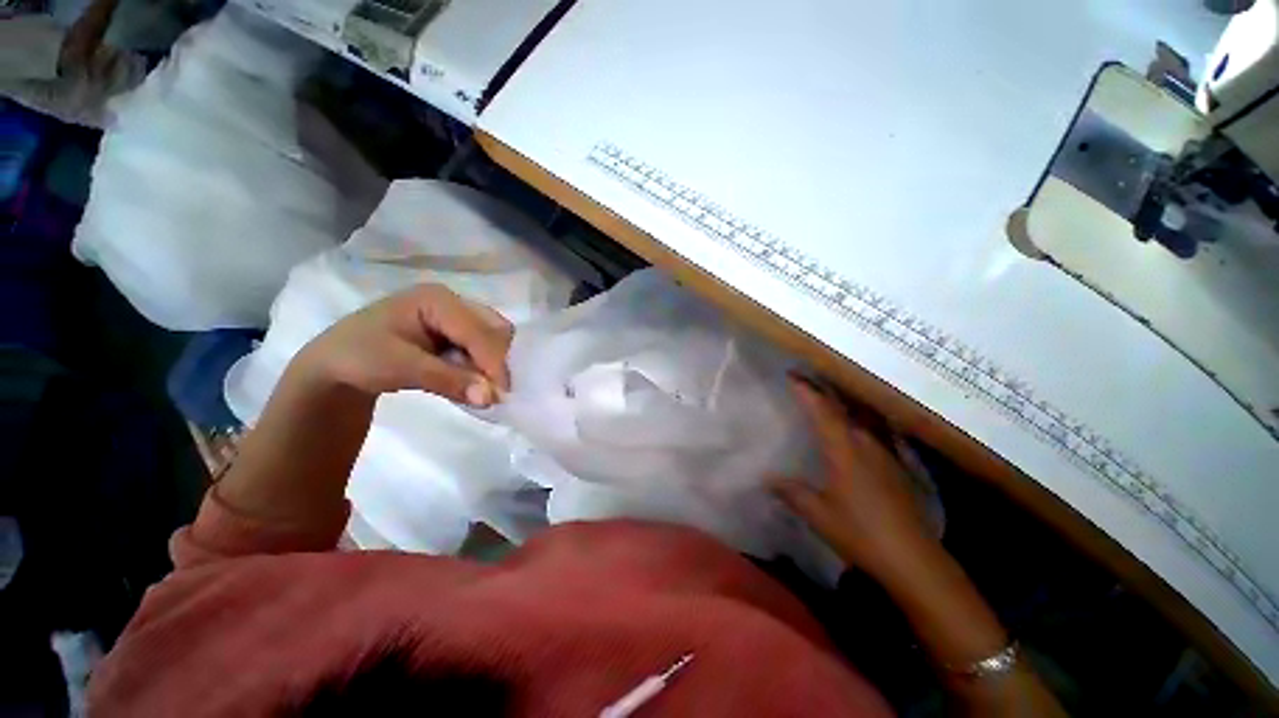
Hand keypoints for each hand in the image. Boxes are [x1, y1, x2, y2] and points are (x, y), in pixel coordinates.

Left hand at [294, 283, 512, 406]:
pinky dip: (481, 370)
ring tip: (480, 391)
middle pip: (495, 330)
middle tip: (492, 392)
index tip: (500, 394)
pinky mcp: (455, 335)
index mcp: (437, 299)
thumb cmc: (358, 358)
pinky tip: (472, 384)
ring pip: (493, 341)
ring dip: (491, 367)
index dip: (493, 361)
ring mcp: (456, 319)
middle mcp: (453, 304)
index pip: (478, 330)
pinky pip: (482, 351)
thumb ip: (448, 380)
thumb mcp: (399, 368)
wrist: (334, 366)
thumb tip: (491, 397)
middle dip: (497, 361)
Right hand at [773, 376, 937, 579]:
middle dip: (824, 389)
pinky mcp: (897, 465)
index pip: (822, 411)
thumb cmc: (861, 533)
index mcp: (844, 450)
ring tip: (829, 393)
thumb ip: (792, 492)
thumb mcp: (818, 514)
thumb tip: (767, 478)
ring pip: (862, 415)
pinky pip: (875, 429)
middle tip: (807, 377)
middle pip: (844, 406)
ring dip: (844, 401)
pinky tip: (858, 425)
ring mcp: (885, 453)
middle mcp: (866, 443)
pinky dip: (860, 418)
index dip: (806, 392)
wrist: (914, 559)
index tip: (792, 375)